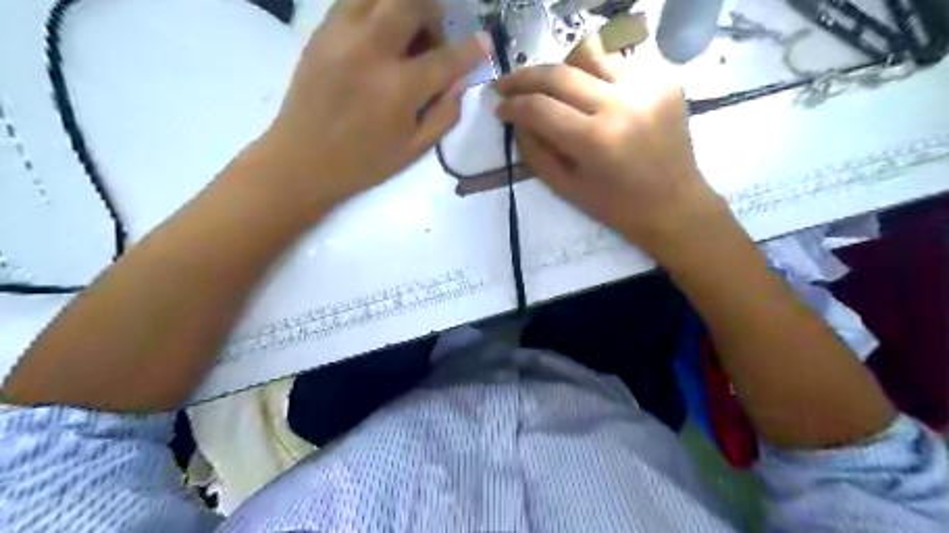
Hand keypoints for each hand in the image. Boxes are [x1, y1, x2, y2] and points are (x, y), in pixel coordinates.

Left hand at [261, 0, 487, 212]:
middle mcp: (372, 51)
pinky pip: (353, 1)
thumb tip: (460, 82)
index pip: (446, 58)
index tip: (484, 42)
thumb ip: (445, 113)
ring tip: (407, 29)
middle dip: (433, 8)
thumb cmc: (364, 162)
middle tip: (437, 30)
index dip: (471, 49)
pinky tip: (380, 32)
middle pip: (410, 2)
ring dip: (402, 4)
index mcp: (399, 89)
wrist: (302, 160)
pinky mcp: (320, 32)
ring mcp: (341, 36)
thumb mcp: (414, 149)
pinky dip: (375, 8)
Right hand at [497, 42, 727, 254]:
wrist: (674, 205)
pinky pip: (618, 63)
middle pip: (560, 73)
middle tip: (506, 84)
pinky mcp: (665, 80)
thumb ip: (535, 152)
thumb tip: (517, 120)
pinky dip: (595, 75)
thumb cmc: (617, 206)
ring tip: (550, 88)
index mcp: (596, 140)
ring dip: (561, 71)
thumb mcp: (566, 188)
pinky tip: (591, 94)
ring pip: (589, 56)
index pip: (540, 108)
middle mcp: (622, 104)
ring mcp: (648, 86)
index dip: (512, 105)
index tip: (499, 108)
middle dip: (525, 77)